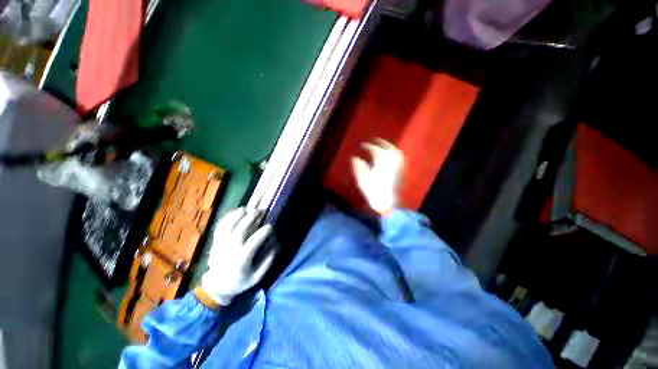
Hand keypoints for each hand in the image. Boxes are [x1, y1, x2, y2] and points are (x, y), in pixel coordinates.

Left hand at [201, 207, 276, 305]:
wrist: (217, 286)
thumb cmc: (241, 281)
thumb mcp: (257, 276)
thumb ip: (268, 260)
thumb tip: (275, 244)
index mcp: (242, 259)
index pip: (254, 242)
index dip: (264, 232)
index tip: (270, 227)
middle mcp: (230, 249)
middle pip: (241, 229)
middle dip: (252, 217)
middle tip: (261, 210)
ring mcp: (221, 244)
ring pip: (229, 225)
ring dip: (239, 215)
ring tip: (248, 209)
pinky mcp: (216, 241)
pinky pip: (220, 226)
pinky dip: (227, 217)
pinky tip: (236, 211)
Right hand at [351, 138, 403, 213]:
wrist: (387, 203)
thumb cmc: (373, 191)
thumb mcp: (362, 179)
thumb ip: (358, 167)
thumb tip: (355, 158)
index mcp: (381, 163)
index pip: (375, 150)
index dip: (368, 146)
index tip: (362, 145)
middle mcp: (391, 162)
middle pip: (388, 148)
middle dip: (381, 142)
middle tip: (374, 140)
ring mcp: (397, 167)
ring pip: (395, 152)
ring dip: (389, 146)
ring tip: (383, 145)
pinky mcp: (400, 171)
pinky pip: (399, 158)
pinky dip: (394, 153)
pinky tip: (391, 155)